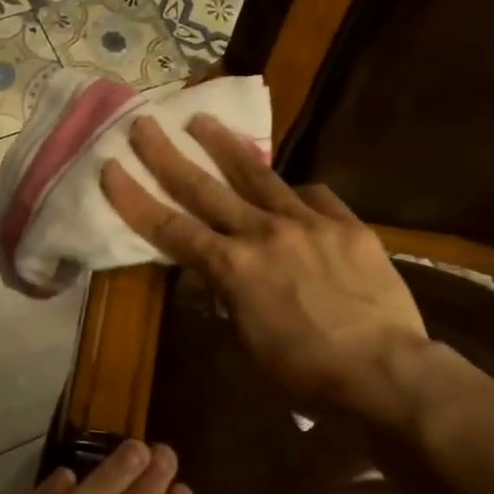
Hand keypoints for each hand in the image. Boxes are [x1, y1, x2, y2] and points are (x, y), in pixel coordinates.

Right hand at [101, 113, 431, 423]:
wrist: (382, 372)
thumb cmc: (303, 372)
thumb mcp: (247, 342)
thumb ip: (228, 300)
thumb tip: (218, 281)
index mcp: (231, 268)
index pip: (170, 229)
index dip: (136, 199)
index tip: (111, 168)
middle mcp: (263, 233)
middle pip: (205, 188)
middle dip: (167, 155)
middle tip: (144, 124)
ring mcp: (309, 222)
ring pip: (258, 175)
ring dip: (225, 147)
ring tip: (203, 121)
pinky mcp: (348, 225)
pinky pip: (314, 197)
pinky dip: (295, 193)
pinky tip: (291, 191)